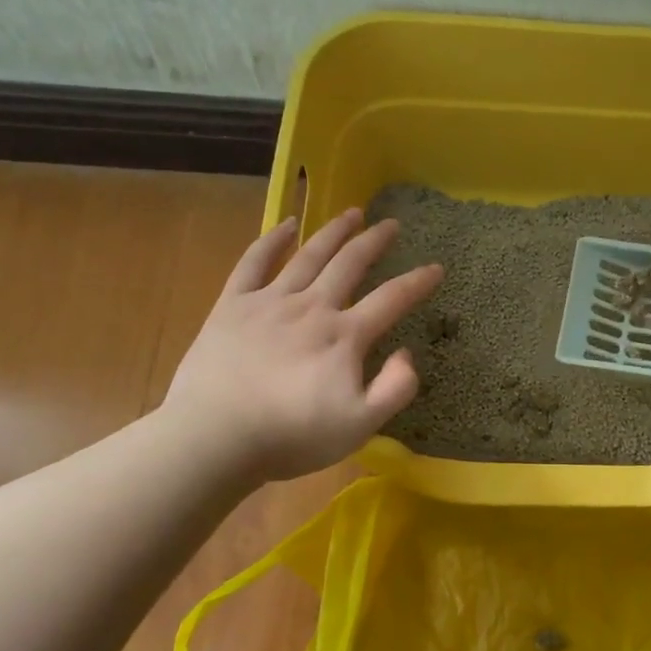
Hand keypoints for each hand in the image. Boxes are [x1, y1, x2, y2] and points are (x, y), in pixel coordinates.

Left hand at [162, 208, 442, 480]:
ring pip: (309, 255)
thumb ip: (394, 389)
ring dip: (333, 231)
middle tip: (391, 224)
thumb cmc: (291, 436)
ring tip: (352, 213)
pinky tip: (287, 225)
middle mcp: (312, 307)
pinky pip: (254, 262)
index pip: (391, 300)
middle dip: (375, 242)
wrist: (215, 437)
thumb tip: (407, 353)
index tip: (436, 267)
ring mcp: (270, 302)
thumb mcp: (360, 426)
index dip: (418, 282)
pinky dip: (272, 240)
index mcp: (345, 336)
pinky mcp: (233, 305)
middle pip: (350, 264)